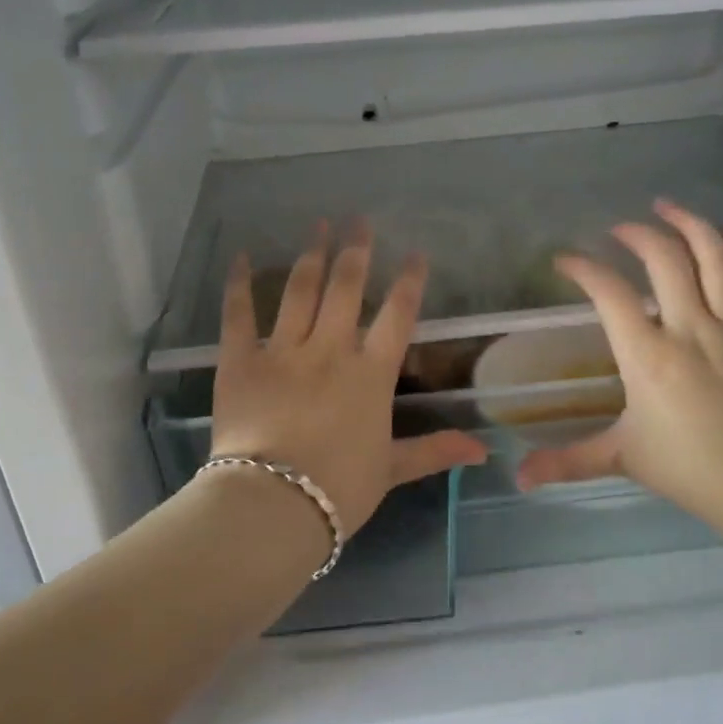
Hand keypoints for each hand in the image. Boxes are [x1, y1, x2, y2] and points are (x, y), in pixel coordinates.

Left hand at [210, 225, 487, 535]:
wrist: (274, 503)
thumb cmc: (339, 489)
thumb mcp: (392, 470)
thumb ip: (434, 451)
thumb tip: (484, 451)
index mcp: (370, 374)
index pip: (397, 316)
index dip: (409, 281)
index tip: (415, 254)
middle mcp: (329, 350)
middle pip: (346, 289)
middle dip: (356, 251)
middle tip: (359, 219)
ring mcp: (283, 351)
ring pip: (299, 291)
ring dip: (311, 255)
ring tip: (318, 225)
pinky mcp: (240, 360)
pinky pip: (239, 314)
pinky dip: (238, 284)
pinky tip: (239, 257)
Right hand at [516, 199, 722, 535]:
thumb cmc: (692, 470)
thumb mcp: (622, 459)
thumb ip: (567, 461)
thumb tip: (518, 479)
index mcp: (649, 356)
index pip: (609, 293)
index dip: (583, 268)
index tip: (565, 261)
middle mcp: (690, 328)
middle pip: (665, 259)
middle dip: (637, 234)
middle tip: (619, 229)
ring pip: (715, 257)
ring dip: (690, 224)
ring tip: (668, 207)